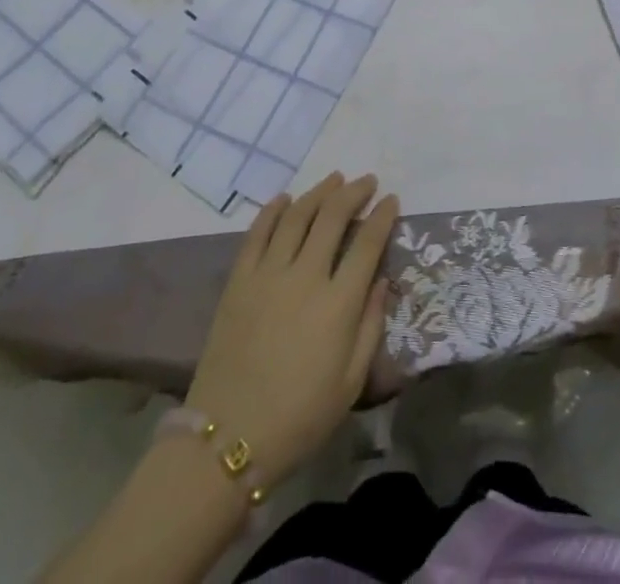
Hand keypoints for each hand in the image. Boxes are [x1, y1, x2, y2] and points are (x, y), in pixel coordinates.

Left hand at [184, 173, 397, 488]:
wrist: (227, 440)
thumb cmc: (299, 417)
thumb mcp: (351, 382)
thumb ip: (370, 325)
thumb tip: (382, 280)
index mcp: (338, 304)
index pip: (367, 244)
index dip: (382, 217)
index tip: (392, 200)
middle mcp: (305, 277)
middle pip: (333, 217)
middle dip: (354, 193)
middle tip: (366, 181)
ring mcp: (268, 274)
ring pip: (297, 216)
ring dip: (319, 192)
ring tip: (334, 179)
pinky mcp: (239, 280)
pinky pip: (258, 233)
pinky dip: (273, 210)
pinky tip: (286, 198)